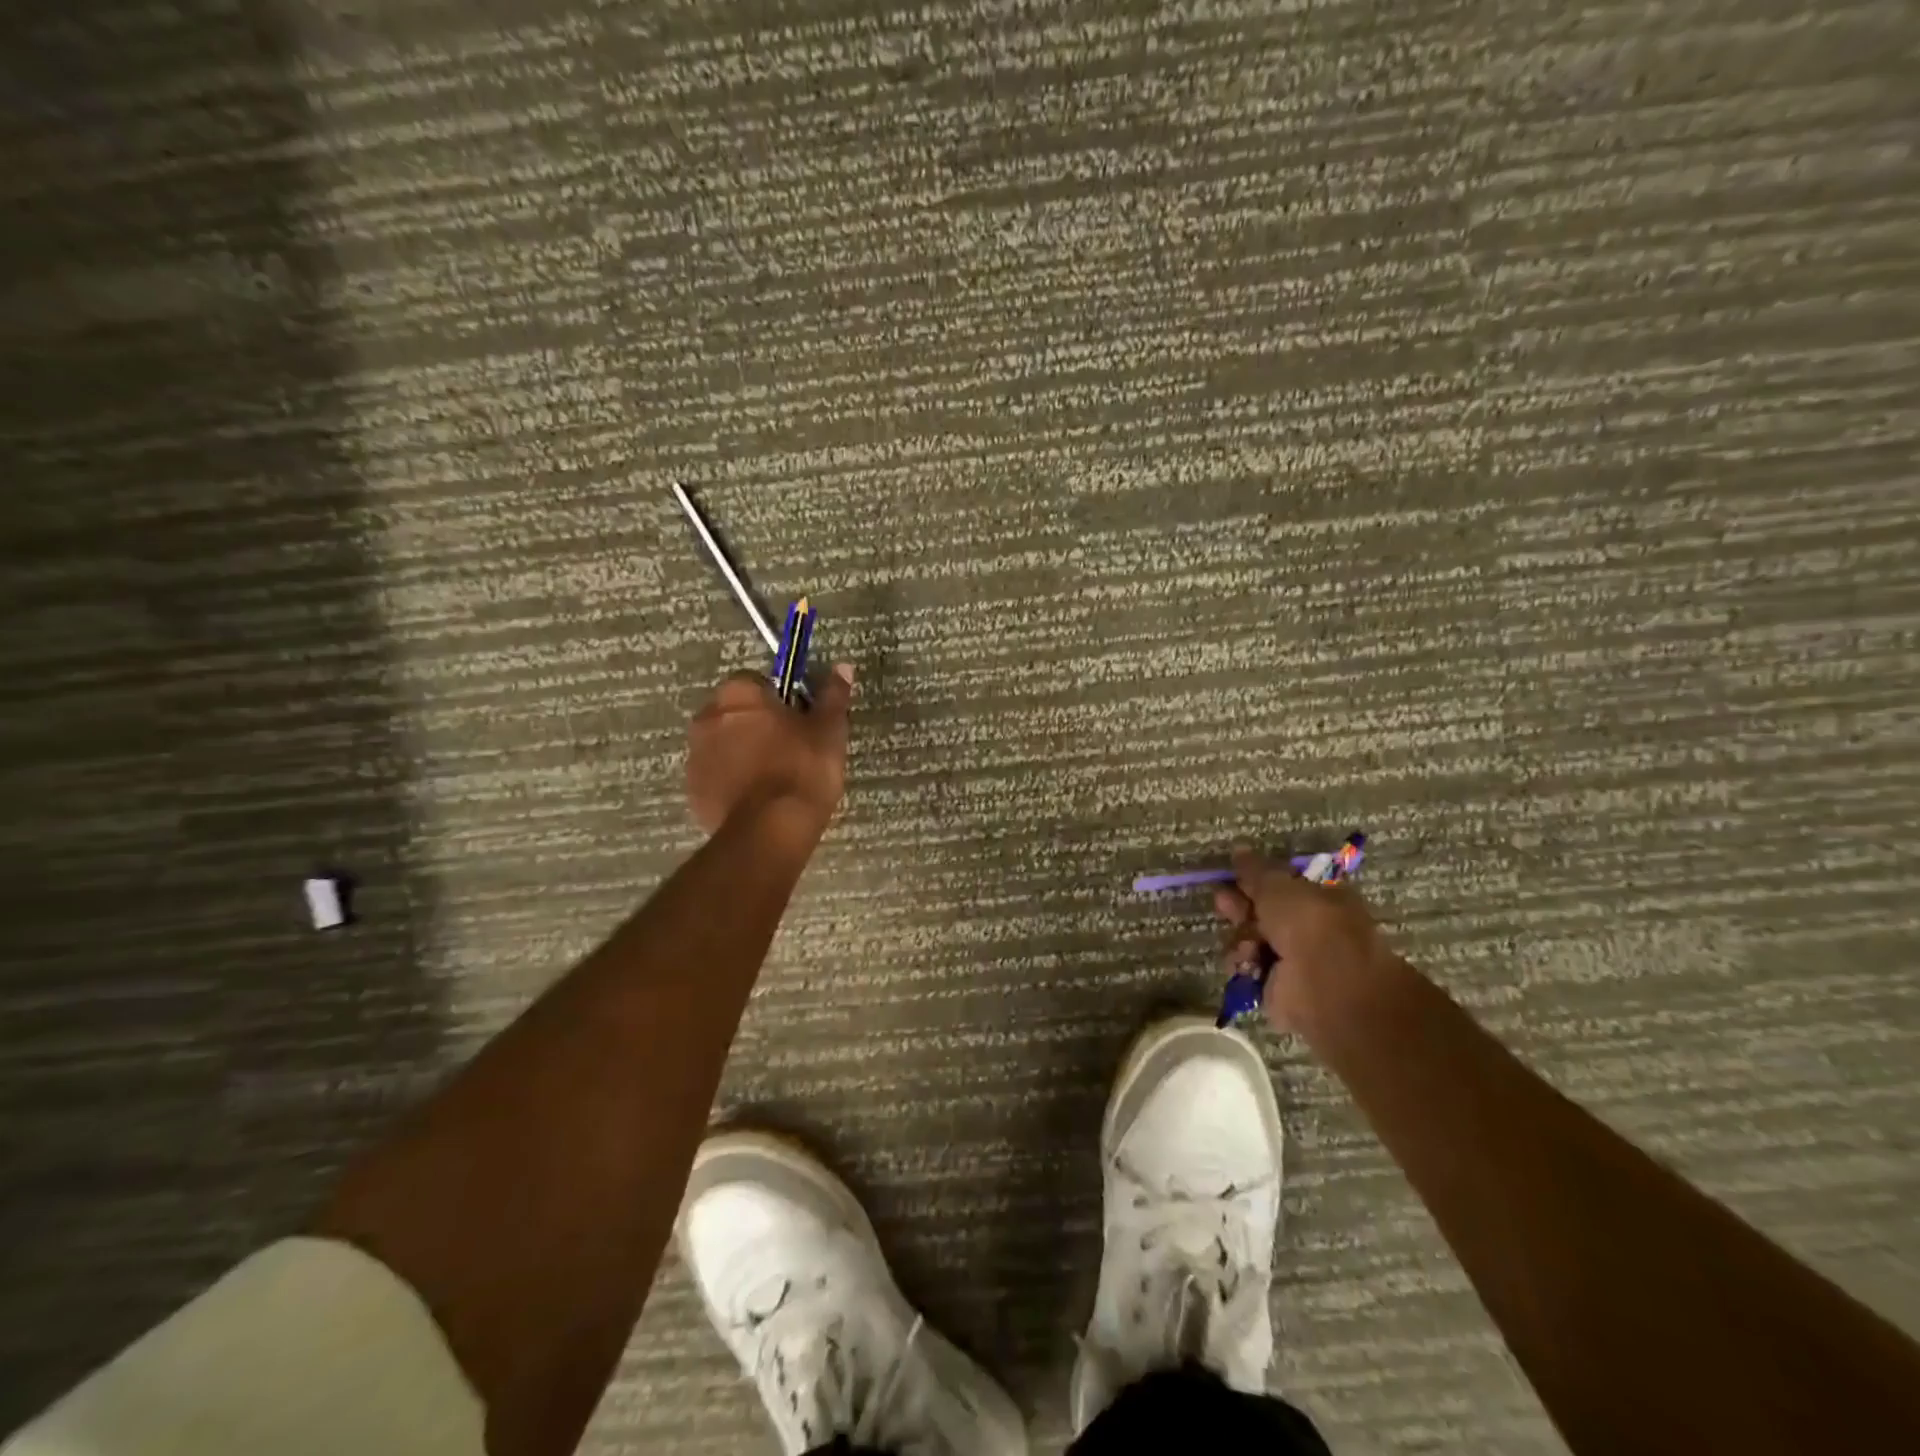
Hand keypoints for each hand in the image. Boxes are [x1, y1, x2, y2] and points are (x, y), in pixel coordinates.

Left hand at [686, 664, 854, 835]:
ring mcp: (695, 757)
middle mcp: (707, 718)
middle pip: (735, 712)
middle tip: (790, 748)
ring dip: (742, 753)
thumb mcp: (829, 730)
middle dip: (757, 725)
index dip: (779, 700)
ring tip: (774, 778)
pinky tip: (758, 799)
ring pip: (723, 745)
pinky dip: (732, 782)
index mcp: (738, 694)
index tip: (799, 720)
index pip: (756, 682)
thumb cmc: (802, 769)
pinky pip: (716, 777)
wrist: (771, 830)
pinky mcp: (693, 792)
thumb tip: (842, 666)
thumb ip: (833, 696)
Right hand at [1214, 847, 1406, 1034]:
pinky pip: (1249, 967)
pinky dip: (1244, 963)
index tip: (1233, 876)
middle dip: (1240, 908)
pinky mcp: (1277, 987)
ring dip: (1242, 937)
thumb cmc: (1309, 924)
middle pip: (1263, 912)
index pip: (1281, 885)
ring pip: (1251, 939)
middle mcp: (1308, 928)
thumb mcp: (1278, 886)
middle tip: (1223, 903)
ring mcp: (1293, 959)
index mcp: (1320, 898)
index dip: (1255, 880)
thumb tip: (1239, 849)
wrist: (1325, 986)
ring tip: (1247, 944)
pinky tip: (1248, 963)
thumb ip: (1255, 870)